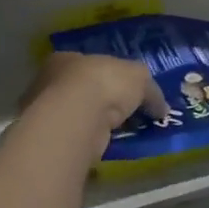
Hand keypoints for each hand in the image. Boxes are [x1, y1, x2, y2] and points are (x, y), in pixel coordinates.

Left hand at [21, 52, 167, 134]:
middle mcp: (50, 83)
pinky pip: (76, 139)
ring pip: (78, 117)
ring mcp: (46, 114)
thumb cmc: (103, 83)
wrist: (75, 119)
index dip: (108, 76)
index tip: (125, 90)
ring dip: (96, 125)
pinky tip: (108, 148)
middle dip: (102, 102)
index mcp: (66, 59)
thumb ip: (150, 91)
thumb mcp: (138, 77)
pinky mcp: (50, 141)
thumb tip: (162, 108)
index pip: (88, 65)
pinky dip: (91, 143)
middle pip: (82, 91)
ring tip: (121, 135)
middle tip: (125, 115)